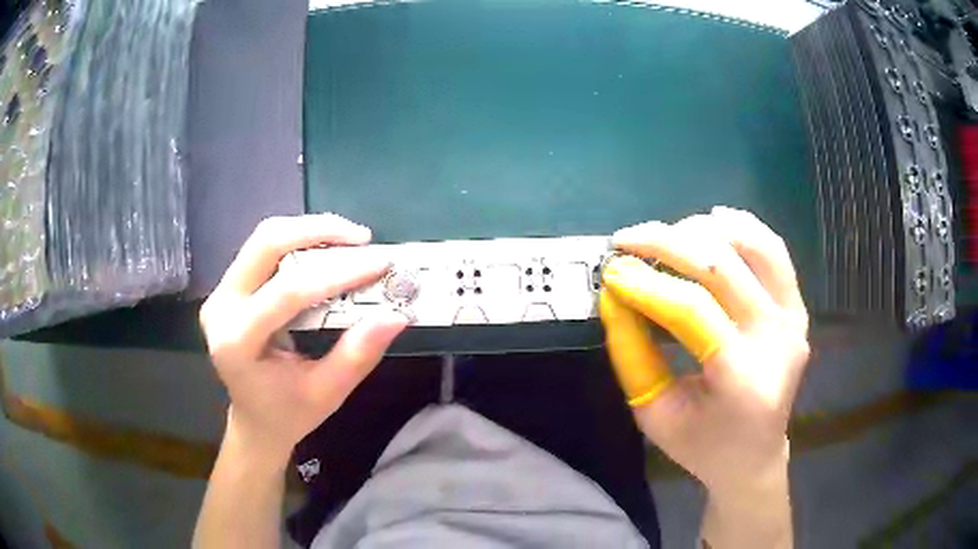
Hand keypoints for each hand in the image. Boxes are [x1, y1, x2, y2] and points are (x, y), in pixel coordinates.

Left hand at [199, 214, 408, 463]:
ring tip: (351, 242)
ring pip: (264, 239)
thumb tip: (396, 315)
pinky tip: (327, 251)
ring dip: (310, 231)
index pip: (286, 292)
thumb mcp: (327, 393)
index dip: (336, 273)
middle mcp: (221, 307)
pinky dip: (300, 241)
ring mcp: (221, 292)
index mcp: (236, 342)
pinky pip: (264, 248)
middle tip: (363, 239)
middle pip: (266, 245)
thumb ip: (358, 353)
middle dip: (318, 232)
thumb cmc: (288, 414)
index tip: (379, 264)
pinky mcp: (230, 285)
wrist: (255, 419)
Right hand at [601, 206, 809, 496]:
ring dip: (704, 231)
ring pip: (753, 245)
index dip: (647, 284)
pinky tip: (711, 225)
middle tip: (627, 240)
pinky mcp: (798, 308)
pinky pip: (774, 250)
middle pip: (722, 266)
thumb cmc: (702, 445)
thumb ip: (632, 354)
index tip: (611, 271)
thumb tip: (614, 294)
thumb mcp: (654, 415)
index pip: (693, 310)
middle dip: (667, 243)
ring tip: (667, 235)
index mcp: (742, 379)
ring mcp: (794, 319)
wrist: (754, 455)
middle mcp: (777, 340)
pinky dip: (741, 228)